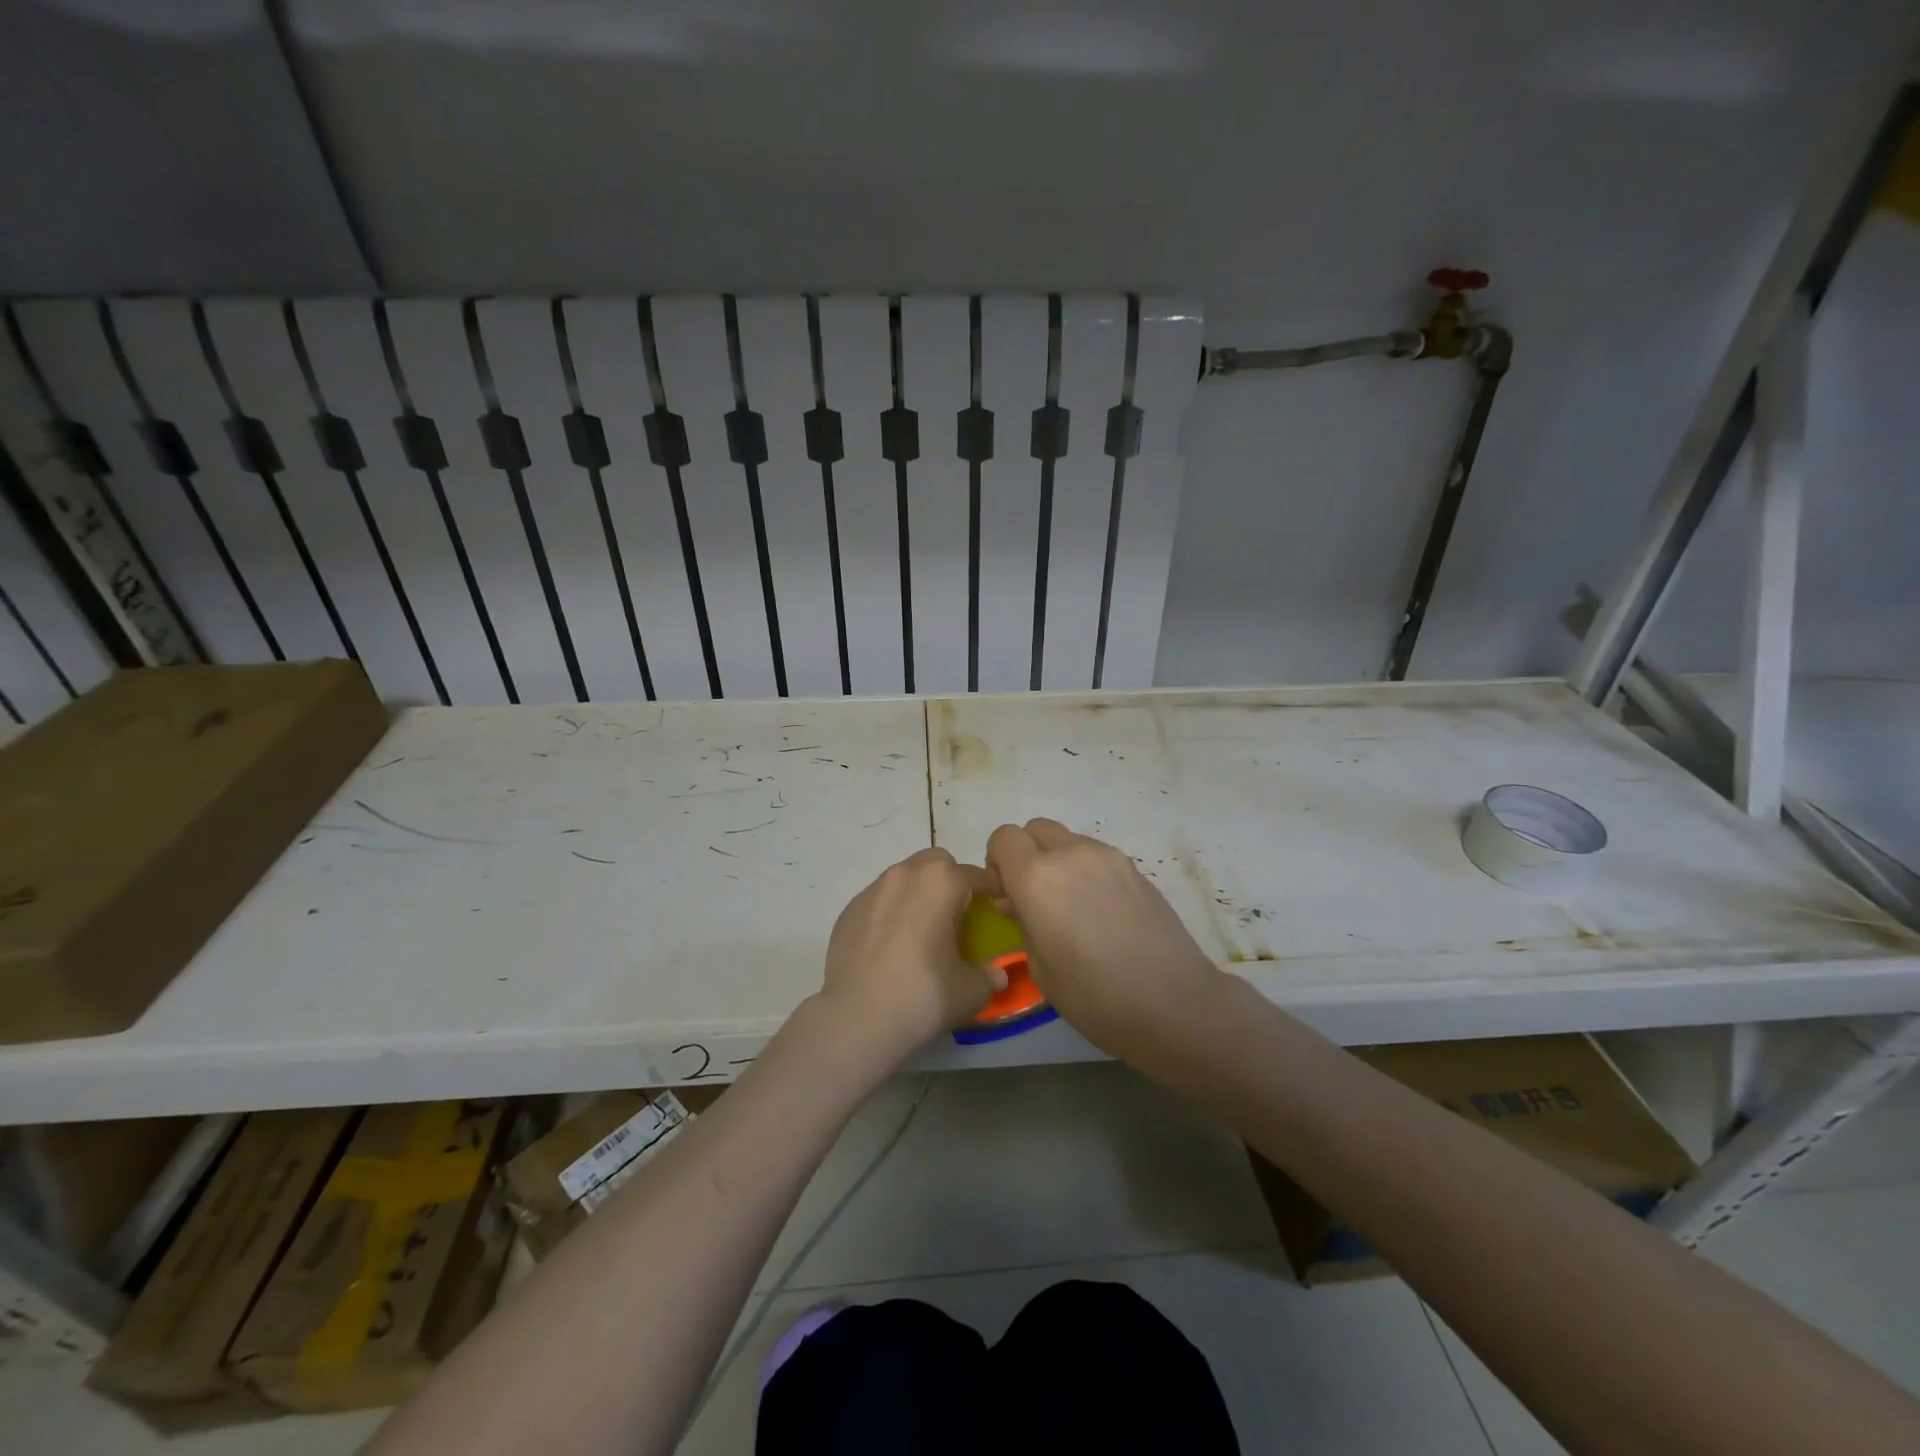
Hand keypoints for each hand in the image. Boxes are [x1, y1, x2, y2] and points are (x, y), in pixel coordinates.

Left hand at [818, 848, 1005, 1063]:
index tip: (996, 913)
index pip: (978, 875)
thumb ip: (990, 976)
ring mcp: (873, 889)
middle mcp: (906, 874)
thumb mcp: (971, 992)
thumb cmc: (923, 997)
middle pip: (937, 863)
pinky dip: (891, 912)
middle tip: (956, 918)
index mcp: (942, 882)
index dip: (992, 892)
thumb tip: (996, 974)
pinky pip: (880, 899)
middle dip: (951, 882)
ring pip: (905, 877)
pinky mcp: (849, 910)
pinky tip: (891, 947)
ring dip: (919, 894)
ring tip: (922, 933)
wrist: (856, 1020)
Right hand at [985, 818, 1224, 1058]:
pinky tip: (1100, 911)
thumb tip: (1019, 902)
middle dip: (1026, 854)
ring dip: (1057, 861)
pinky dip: (1085, 870)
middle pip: (1036, 829)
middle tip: (1033, 897)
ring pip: (1068, 839)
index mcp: (1037, 878)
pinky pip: (1096, 855)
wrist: (1173, 1002)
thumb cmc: (1095, 996)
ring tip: (1071, 906)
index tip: (1006, 895)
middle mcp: (1071, 854)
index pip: (1004, 837)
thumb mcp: (1041, 968)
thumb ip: (1023, 922)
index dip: (997, 862)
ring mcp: (1108, 857)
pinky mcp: (1135, 868)